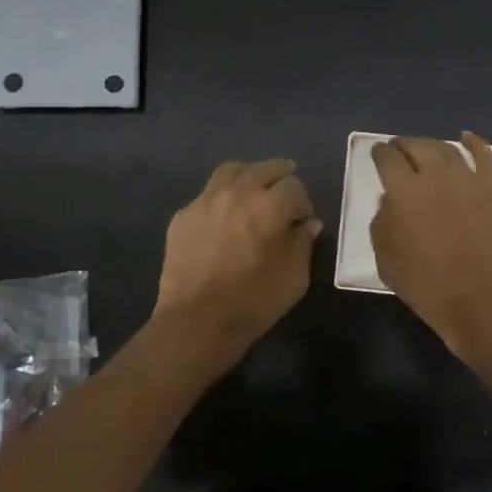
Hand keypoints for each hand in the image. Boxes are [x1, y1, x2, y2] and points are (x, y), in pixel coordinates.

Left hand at [155, 158, 321, 353]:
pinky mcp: (183, 216)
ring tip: (254, 194)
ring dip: (249, 177)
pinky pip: (207, 194)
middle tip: (284, 198)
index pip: (295, 186)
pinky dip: (222, 198)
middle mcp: (237, 193)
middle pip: (265, 168)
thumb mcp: (294, 278)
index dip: (303, 202)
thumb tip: (308, 224)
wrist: (196, 323)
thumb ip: (303, 244)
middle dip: (281, 179)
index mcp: (269, 206)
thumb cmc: (253, 302)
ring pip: (232, 171)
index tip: (302, 221)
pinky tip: (224, 219)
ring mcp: (205, 201)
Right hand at [371, 133, 491, 356]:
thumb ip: (382, 222)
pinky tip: (466, 138)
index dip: (379, 153)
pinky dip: (474, 143)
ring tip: (425, 149)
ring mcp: (468, 179)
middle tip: (398, 149)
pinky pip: (484, 156)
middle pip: (417, 146)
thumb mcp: (385, 258)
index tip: (377, 153)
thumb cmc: (426, 284)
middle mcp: (435, 174)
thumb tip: (391, 202)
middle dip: (403, 145)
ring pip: (447, 149)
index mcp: (403, 190)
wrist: (480, 299)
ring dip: (432, 145)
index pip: (387, 158)